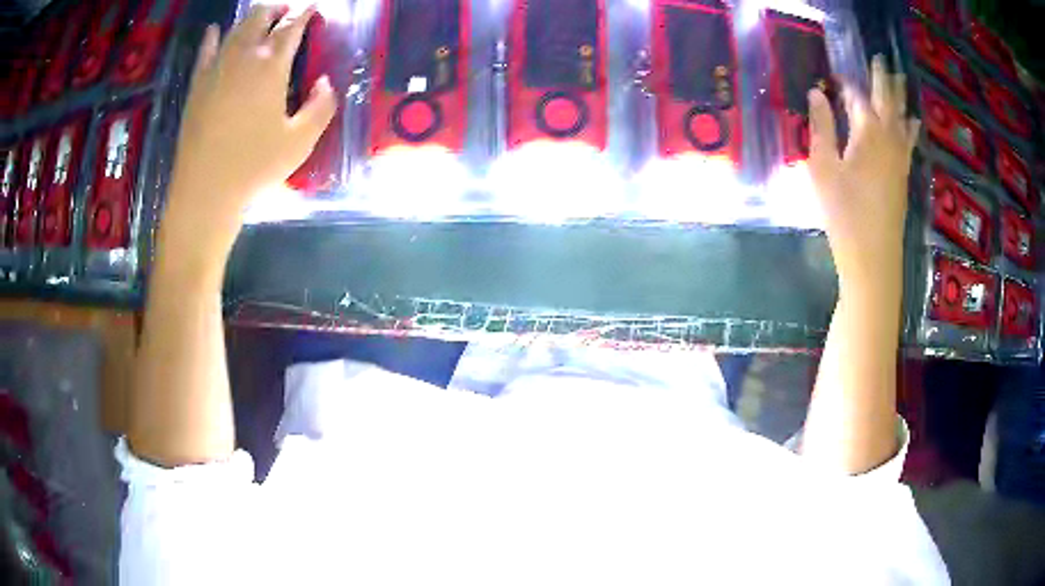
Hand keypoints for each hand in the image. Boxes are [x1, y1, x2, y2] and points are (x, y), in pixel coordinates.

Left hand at [161, 5, 336, 268]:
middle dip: (276, 9)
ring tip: (260, 17)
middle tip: (286, 9)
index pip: (292, 27)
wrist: (205, 190)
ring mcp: (216, 69)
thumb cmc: (254, 166)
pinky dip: (212, 37)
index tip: (313, 9)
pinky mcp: (197, 85)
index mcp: (271, 66)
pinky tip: (215, 31)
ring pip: (235, 29)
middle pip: (260, 18)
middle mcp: (243, 57)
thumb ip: (321, 107)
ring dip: (250, 18)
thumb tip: (326, 83)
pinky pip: (205, 51)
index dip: (304, 14)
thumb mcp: (300, 141)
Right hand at [807, 56, 920, 286]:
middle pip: (887, 101)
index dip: (846, 83)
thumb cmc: (844, 212)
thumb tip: (817, 93)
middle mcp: (889, 139)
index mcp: (868, 132)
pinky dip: (910, 126)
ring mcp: (900, 159)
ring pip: (903, 119)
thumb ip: (821, 127)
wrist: (873, 258)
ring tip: (901, 82)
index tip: (834, 74)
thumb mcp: (823, 168)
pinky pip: (909, 141)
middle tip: (882, 60)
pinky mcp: (904, 176)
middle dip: (883, 79)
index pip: (857, 96)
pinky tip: (913, 123)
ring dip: (901, 98)